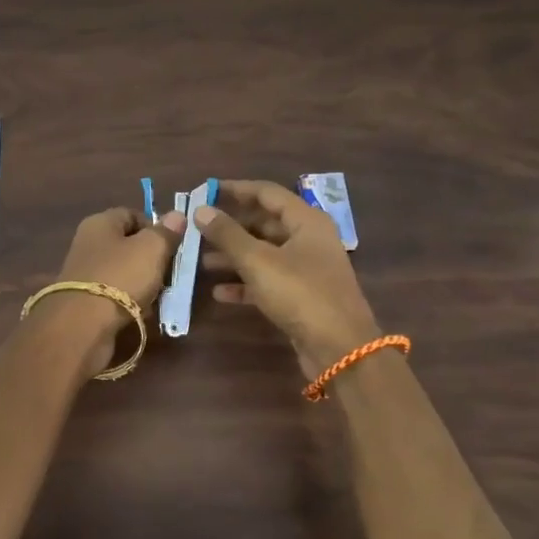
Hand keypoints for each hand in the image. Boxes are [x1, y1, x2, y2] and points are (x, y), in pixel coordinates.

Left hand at [41, 206, 184, 377]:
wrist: (82, 326)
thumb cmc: (120, 277)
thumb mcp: (151, 249)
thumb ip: (165, 232)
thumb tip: (177, 215)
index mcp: (100, 223)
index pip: (131, 214)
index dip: (155, 227)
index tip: (172, 245)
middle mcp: (88, 243)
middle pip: (128, 244)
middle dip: (152, 258)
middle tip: (170, 273)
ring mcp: (85, 273)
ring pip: (124, 271)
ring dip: (144, 282)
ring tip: (160, 295)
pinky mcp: (85, 300)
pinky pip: (115, 294)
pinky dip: (131, 301)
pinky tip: (143, 312)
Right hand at [194, 179, 381, 378]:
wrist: (340, 349)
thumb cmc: (300, 294)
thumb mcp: (258, 261)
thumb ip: (227, 234)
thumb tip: (200, 209)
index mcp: (306, 221)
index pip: (267, 193)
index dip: (235, 189)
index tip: (205, 191)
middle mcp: (309, 240)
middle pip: (264, 223)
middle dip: (230, 227)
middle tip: (198, 230)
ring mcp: (306, 269)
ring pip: (264, 253)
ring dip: (234, 256)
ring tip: (201, 261)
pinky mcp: (301, 296)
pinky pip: (268, 281)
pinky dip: (245, 284)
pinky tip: (219, 293)